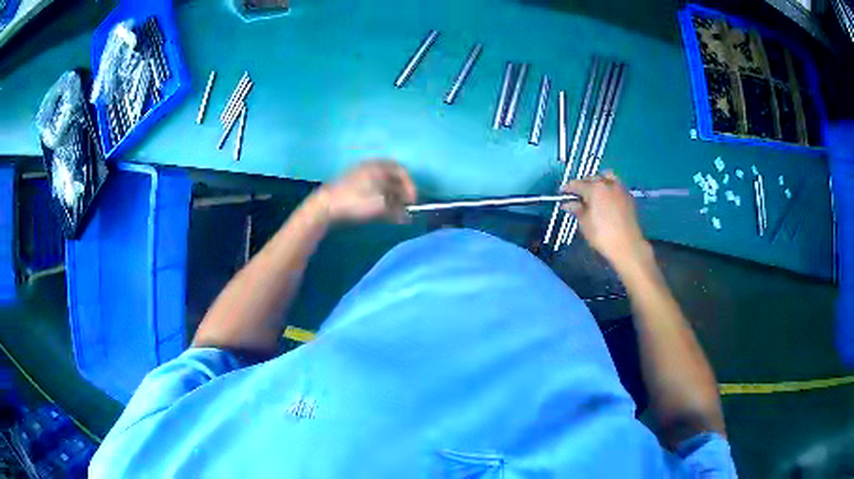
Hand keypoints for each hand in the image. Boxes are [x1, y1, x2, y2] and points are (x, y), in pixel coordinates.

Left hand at [314, 160, 416, 223]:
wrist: (325, 206)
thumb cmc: (356, 202)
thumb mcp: (381, 206)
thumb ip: (397, 210)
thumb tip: (408, 216)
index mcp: (379, 166)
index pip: (402, 171)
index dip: (410, 186)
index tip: (412, 201)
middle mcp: (370, 166)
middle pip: (392, 177)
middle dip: (401, 192)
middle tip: (404, 206)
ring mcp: (358, 175)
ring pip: (381, 183)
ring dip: (390, 196)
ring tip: (393, 210)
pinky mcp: (350, 185)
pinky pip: (371, 188)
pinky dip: (379, 198)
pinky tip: (379, 209)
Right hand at [561, 171, 651, 270]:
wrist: (627, 246)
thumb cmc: (602, 235)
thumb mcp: (584, 223)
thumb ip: (576, 209)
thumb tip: (567, 204)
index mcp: (594, 188)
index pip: (576, 184)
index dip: (567, 188)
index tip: (561, 193)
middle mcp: (607, 183)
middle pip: (591, 178)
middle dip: (582, 184)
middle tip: (576, 195)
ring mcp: (620, 189)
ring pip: (606, 177)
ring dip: (597, 181)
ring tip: (593, 192)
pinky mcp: (628, 196)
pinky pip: (615, 185)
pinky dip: (608, 187)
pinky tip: (605, 198)